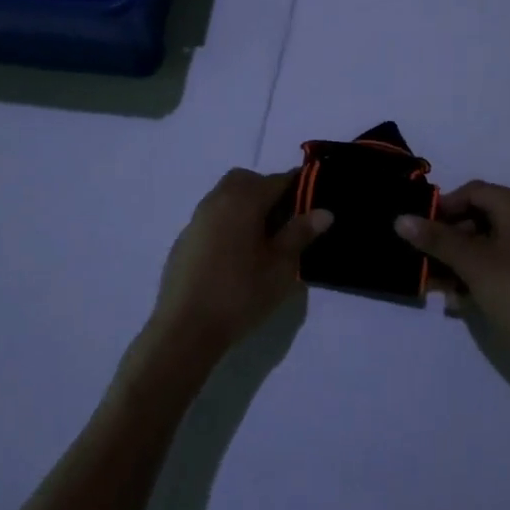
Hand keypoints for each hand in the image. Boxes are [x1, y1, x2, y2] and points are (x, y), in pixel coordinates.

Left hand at [149, 169, 330, 359]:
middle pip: (247, 181)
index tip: (312, 205)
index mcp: (244, 199)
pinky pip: (212, 217)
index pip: (278, 180)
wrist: (185, 329)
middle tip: (285, 221)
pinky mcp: (185, 239)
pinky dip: (228, 223)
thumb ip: (300, 234)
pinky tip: (235, 255)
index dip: (298, 188)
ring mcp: (197, 219)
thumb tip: (324, 211)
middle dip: (268, 191)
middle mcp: (217, 199)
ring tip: (262, 240)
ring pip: (226, 196)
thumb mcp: (281, 266)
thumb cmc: (241, 294)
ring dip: (246, 206)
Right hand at [396, 181, 509, 371]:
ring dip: (458, 261)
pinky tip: (458, 301)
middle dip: (448, 238)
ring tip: (435, 286)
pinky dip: (478, 275)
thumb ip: (436, 239)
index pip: (472, 191)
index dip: (442, 208)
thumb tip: (400, 218)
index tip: (418, 231)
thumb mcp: (472, 263)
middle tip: (423, 261)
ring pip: (488, 244)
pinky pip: (501, 265)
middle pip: (479, 217)